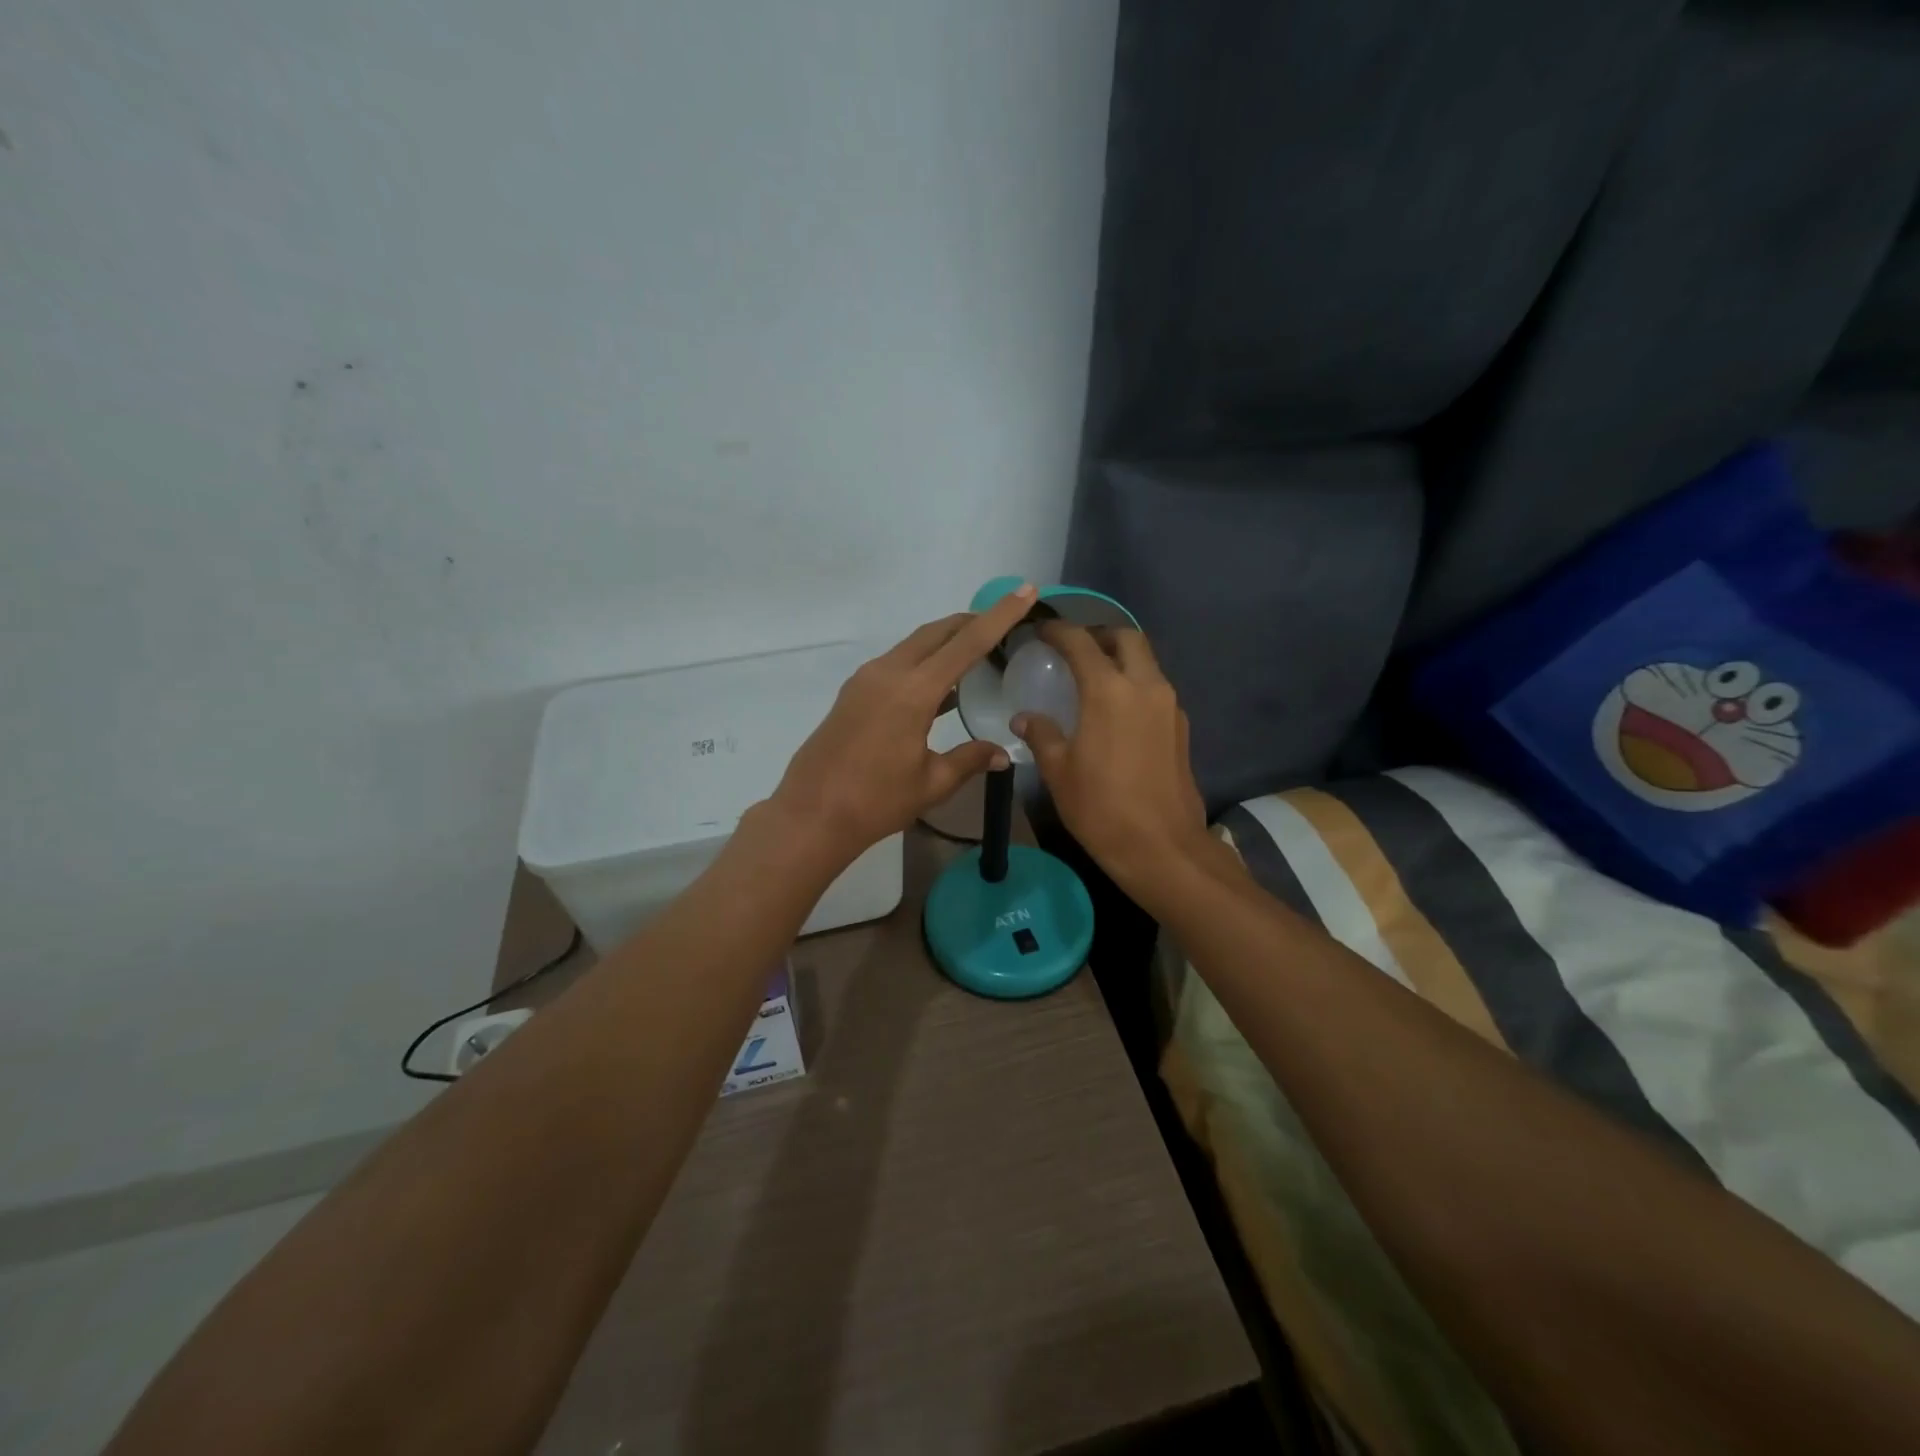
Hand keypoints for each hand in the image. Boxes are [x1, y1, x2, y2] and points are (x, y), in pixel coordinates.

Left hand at [769, 585, 1038, 863]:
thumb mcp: (932, 784)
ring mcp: (866, 680)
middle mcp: (888, 674)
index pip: (967, 643)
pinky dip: (923, 662)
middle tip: (1004, 623)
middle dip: (972, 622)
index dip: (1000, 616)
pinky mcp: (853, 693)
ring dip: (945, 641)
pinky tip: (939, 685)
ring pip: (914, 645)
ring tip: (976, 651)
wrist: (811, 815)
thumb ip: (969, 760)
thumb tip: (1002, 754)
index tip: (1025, 591)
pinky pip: (897, 663)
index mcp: (913, 692)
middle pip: (937, 633)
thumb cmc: (876, 802)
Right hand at [1013, 623, 1210, 896]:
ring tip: (1093, 678)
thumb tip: (1025, 718)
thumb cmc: (1101, 808)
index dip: (1058, 630)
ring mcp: (1169, 705)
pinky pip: (1156, 688)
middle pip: (1126, 638)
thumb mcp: (1059, 772)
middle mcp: (1145, 686)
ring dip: (1121, 659)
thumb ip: (1042, 735)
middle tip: (1074, 650)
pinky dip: (1135, 684)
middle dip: (1099, 635)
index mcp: (1109, 691)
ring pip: (1147, 662)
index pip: (1081, 642)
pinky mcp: (1181, 727)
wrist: (1162, 847)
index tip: (1041, 630)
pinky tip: (1116, 710)